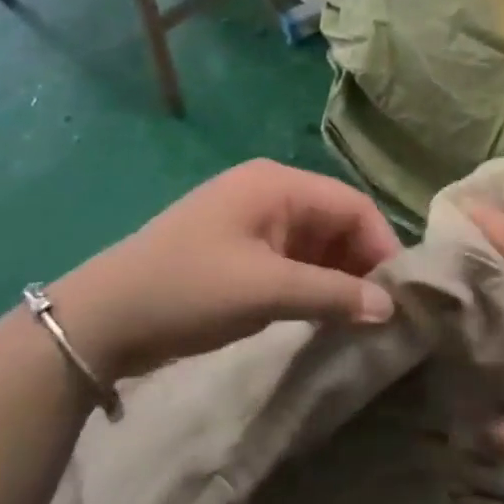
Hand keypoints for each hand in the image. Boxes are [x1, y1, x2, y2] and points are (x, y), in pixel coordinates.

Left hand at [48, 160, 400, 382]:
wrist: (103, 318)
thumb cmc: (190, 289)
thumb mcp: (266, 291)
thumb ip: (333, 295)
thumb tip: (390, 309)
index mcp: (277, 184)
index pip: (352, 204)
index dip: (382, 245)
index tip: (400, 295)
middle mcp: (270, 192)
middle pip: (336, 221)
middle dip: (361, 263)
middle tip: (382, 313)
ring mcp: (252, 221)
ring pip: (316, 243)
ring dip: (338, 277)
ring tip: (359, 319)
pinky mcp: (240, 249)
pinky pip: (292, 260)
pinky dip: (312, 284)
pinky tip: (325, 314)